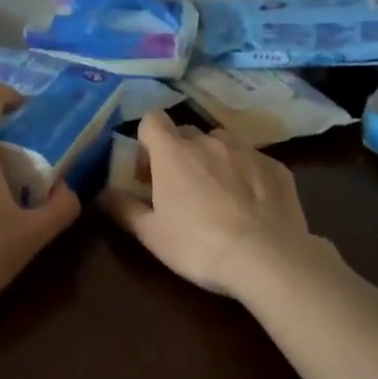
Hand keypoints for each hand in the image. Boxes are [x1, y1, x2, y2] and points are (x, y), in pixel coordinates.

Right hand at [98, 109, 315, 296]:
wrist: (268, 258)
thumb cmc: (198, 246)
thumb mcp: (152, 234)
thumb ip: (123, 209)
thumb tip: (101, 194)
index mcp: (174, 153)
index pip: (152, 120)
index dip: (146, 141)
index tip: (148, 172)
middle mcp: (210, 142)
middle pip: (186, 133)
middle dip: (179, 154)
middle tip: (180, 189)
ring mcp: (247, 151)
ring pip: (222, 144)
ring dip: (213, 160)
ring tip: (217, 195)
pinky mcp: (276, 166)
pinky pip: (252, 161)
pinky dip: (245, 175)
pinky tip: (250, 206)